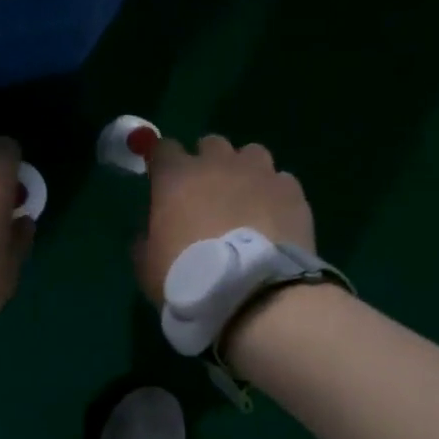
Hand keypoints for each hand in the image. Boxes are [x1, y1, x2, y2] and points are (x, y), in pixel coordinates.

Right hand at [133, 134, 315, 304]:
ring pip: (251, 154)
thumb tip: (151, 231)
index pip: (164, 148)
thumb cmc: (189, 278)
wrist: (252, 293)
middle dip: (207, 163)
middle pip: (211, 145)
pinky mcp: (292, 191)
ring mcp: (260, 173)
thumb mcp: (147, 266)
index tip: (163, 181)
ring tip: (246, 201)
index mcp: (176, 177)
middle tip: (207, 194)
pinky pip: (280, 181)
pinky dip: (274, 194)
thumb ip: (146, 239)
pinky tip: (274, 218)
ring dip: (244, 171)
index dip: (163, 163)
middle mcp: (218, 164)